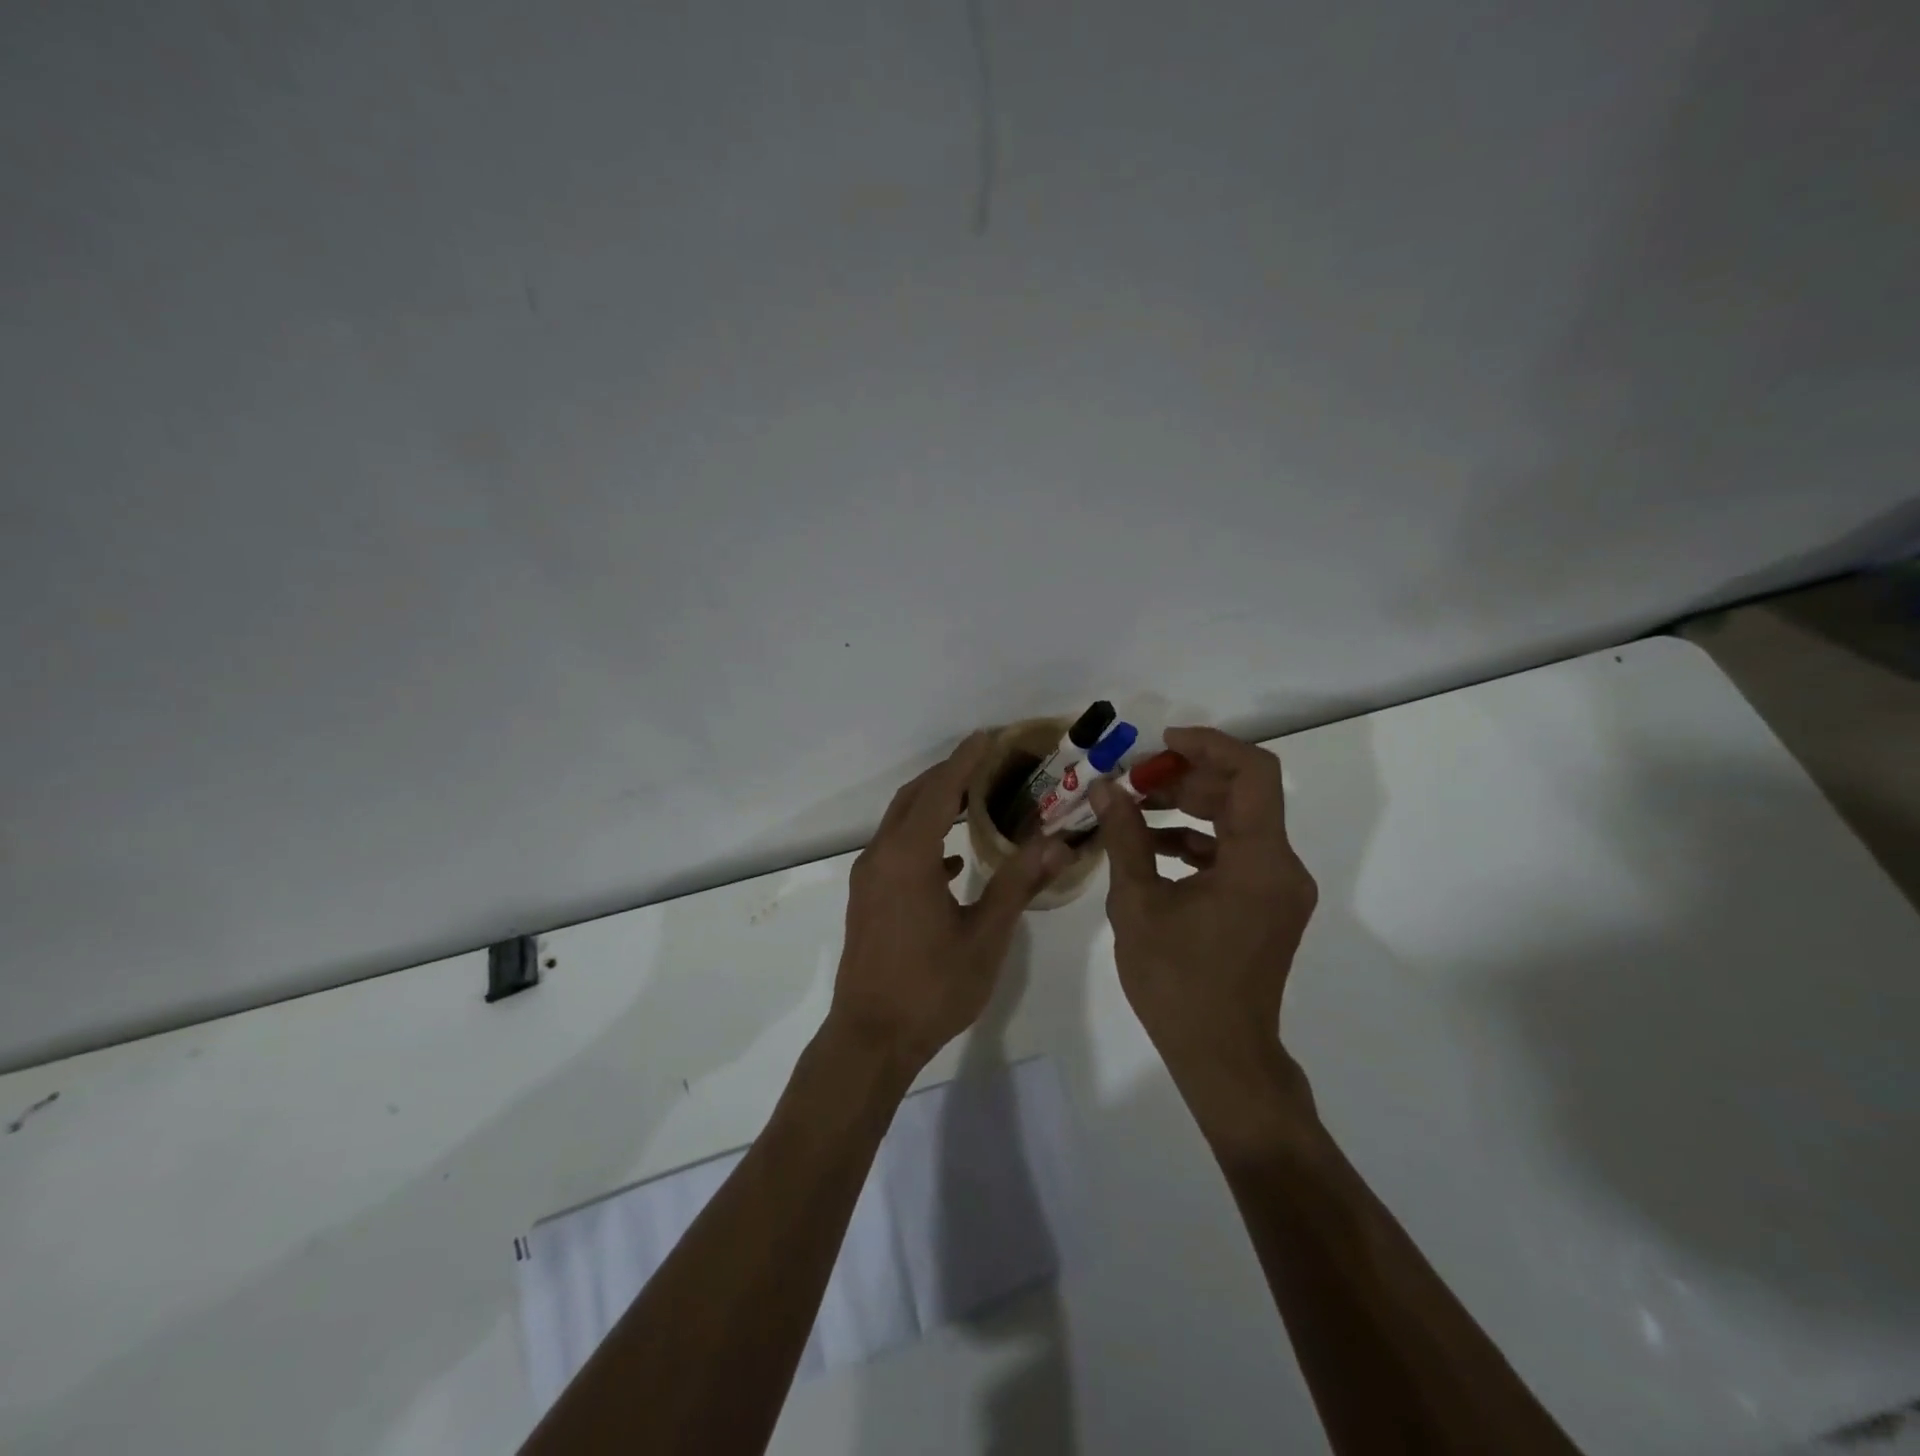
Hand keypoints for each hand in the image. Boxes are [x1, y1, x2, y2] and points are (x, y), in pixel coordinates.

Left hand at [829, 732, 1072, 1074]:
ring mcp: (869, 877)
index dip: (966, 759)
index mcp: (909, 856)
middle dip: (948, 774)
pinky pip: (895, 848)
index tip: (989, 736)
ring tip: (973, 798)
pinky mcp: (867, 897)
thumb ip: (1018, 884)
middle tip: (988, 762)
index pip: (940, 790)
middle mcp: (882, 855)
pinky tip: (951, 857)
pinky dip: (922, 837)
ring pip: (900, 821)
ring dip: (933, 803)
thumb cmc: (932, 987)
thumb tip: (1059, 844)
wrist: (870, 1037)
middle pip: (914, 797)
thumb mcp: (985, 936)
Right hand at [1091, 727, 1317, 1122]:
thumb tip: (1104, 789)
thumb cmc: (1177, 982)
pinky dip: (1198, 842)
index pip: (1252, 772)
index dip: (1209, 746)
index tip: (1160, 744)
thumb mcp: (1138, 903)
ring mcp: (1278, 888)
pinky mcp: (1268, 906)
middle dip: (1187, 778)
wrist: (1222, 1056)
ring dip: (1189, 808)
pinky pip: (1236, 854)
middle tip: (1134, 781)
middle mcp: (1282, 866)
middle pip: (1244, 794)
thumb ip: (1124, 838)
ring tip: (1133, 810)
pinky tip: (1152, 848)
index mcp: (1260, 861)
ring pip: (1239, 822)